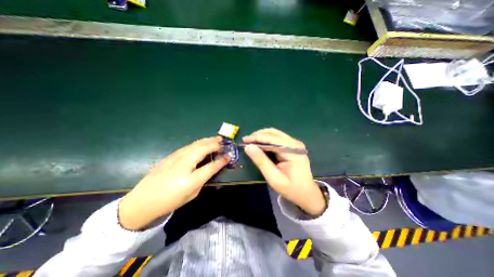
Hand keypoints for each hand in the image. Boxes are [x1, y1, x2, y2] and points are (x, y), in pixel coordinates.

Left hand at [119, 136, 229, 229]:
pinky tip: (202, 142)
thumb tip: (210, 168)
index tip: (229, 156)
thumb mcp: (192, 194)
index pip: (211, 167)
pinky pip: (188, 146)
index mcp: (190, 179)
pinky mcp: (170, 155)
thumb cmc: (170, 201)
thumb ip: (203, 179)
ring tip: (215, 138)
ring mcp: (176, 158)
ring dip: (207, 140)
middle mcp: (184, 165)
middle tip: (223, 141)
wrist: (142, 201)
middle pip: (203, 149)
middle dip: (215, 144)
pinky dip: (198, 143)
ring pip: (195, 145)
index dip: (221, 161)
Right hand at [243, 127, 326, 215]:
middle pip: (274, 133)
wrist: (307, 194)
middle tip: (246, 141)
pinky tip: (260, 144)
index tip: (244, 140)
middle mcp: (295, 144)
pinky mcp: (292, 146)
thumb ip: (261, 161)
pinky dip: (267, 140)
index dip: (257, 137)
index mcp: (293, 151)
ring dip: (262, 136)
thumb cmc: (291, 189)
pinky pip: (277, 139)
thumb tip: (248, 147)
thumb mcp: (274, 178)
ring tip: (251, 141)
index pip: (272, 139)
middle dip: (258, 135)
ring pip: (275, 134)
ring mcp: (295, 144)